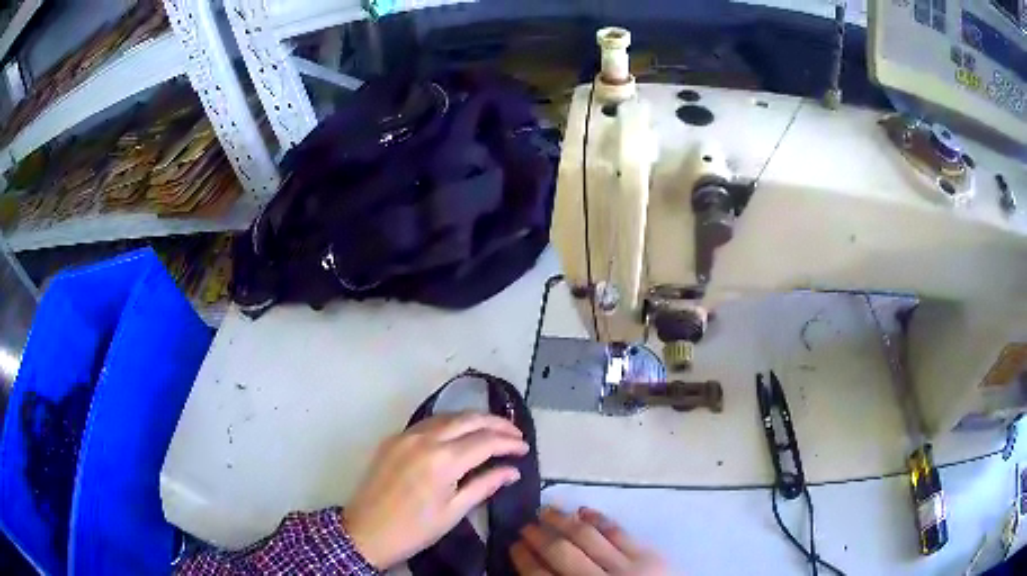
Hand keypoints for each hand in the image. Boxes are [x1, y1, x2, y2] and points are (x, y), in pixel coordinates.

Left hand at [342, 412, 528, 569]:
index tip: (525, 448)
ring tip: (493, 430)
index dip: (509, 442)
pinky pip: (428, 423)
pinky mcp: (393, 438)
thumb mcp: (455, 511)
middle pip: (468, 418)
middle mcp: (424, 438)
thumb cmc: (415, 529)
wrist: (366, 531)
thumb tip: (513, 471)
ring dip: (473, 419)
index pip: (485, 441)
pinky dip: (450, 423)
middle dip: (496, 422)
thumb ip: (485, 485)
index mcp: (442, 459)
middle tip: (515, 433)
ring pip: (447, 416)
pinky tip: (460, 433)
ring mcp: (405, 435)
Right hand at [511, 506, 669, 574]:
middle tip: (525, 525)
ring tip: (547, 509)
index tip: (513, 545)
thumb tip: (534, 570)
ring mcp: (626, 566)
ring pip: (587, 536)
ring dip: (563, 520)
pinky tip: (583, 510)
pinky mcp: (649, 555)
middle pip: (561, 553)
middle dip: (539, 537)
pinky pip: (619, 531)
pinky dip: (598, 518)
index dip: (524, 559)